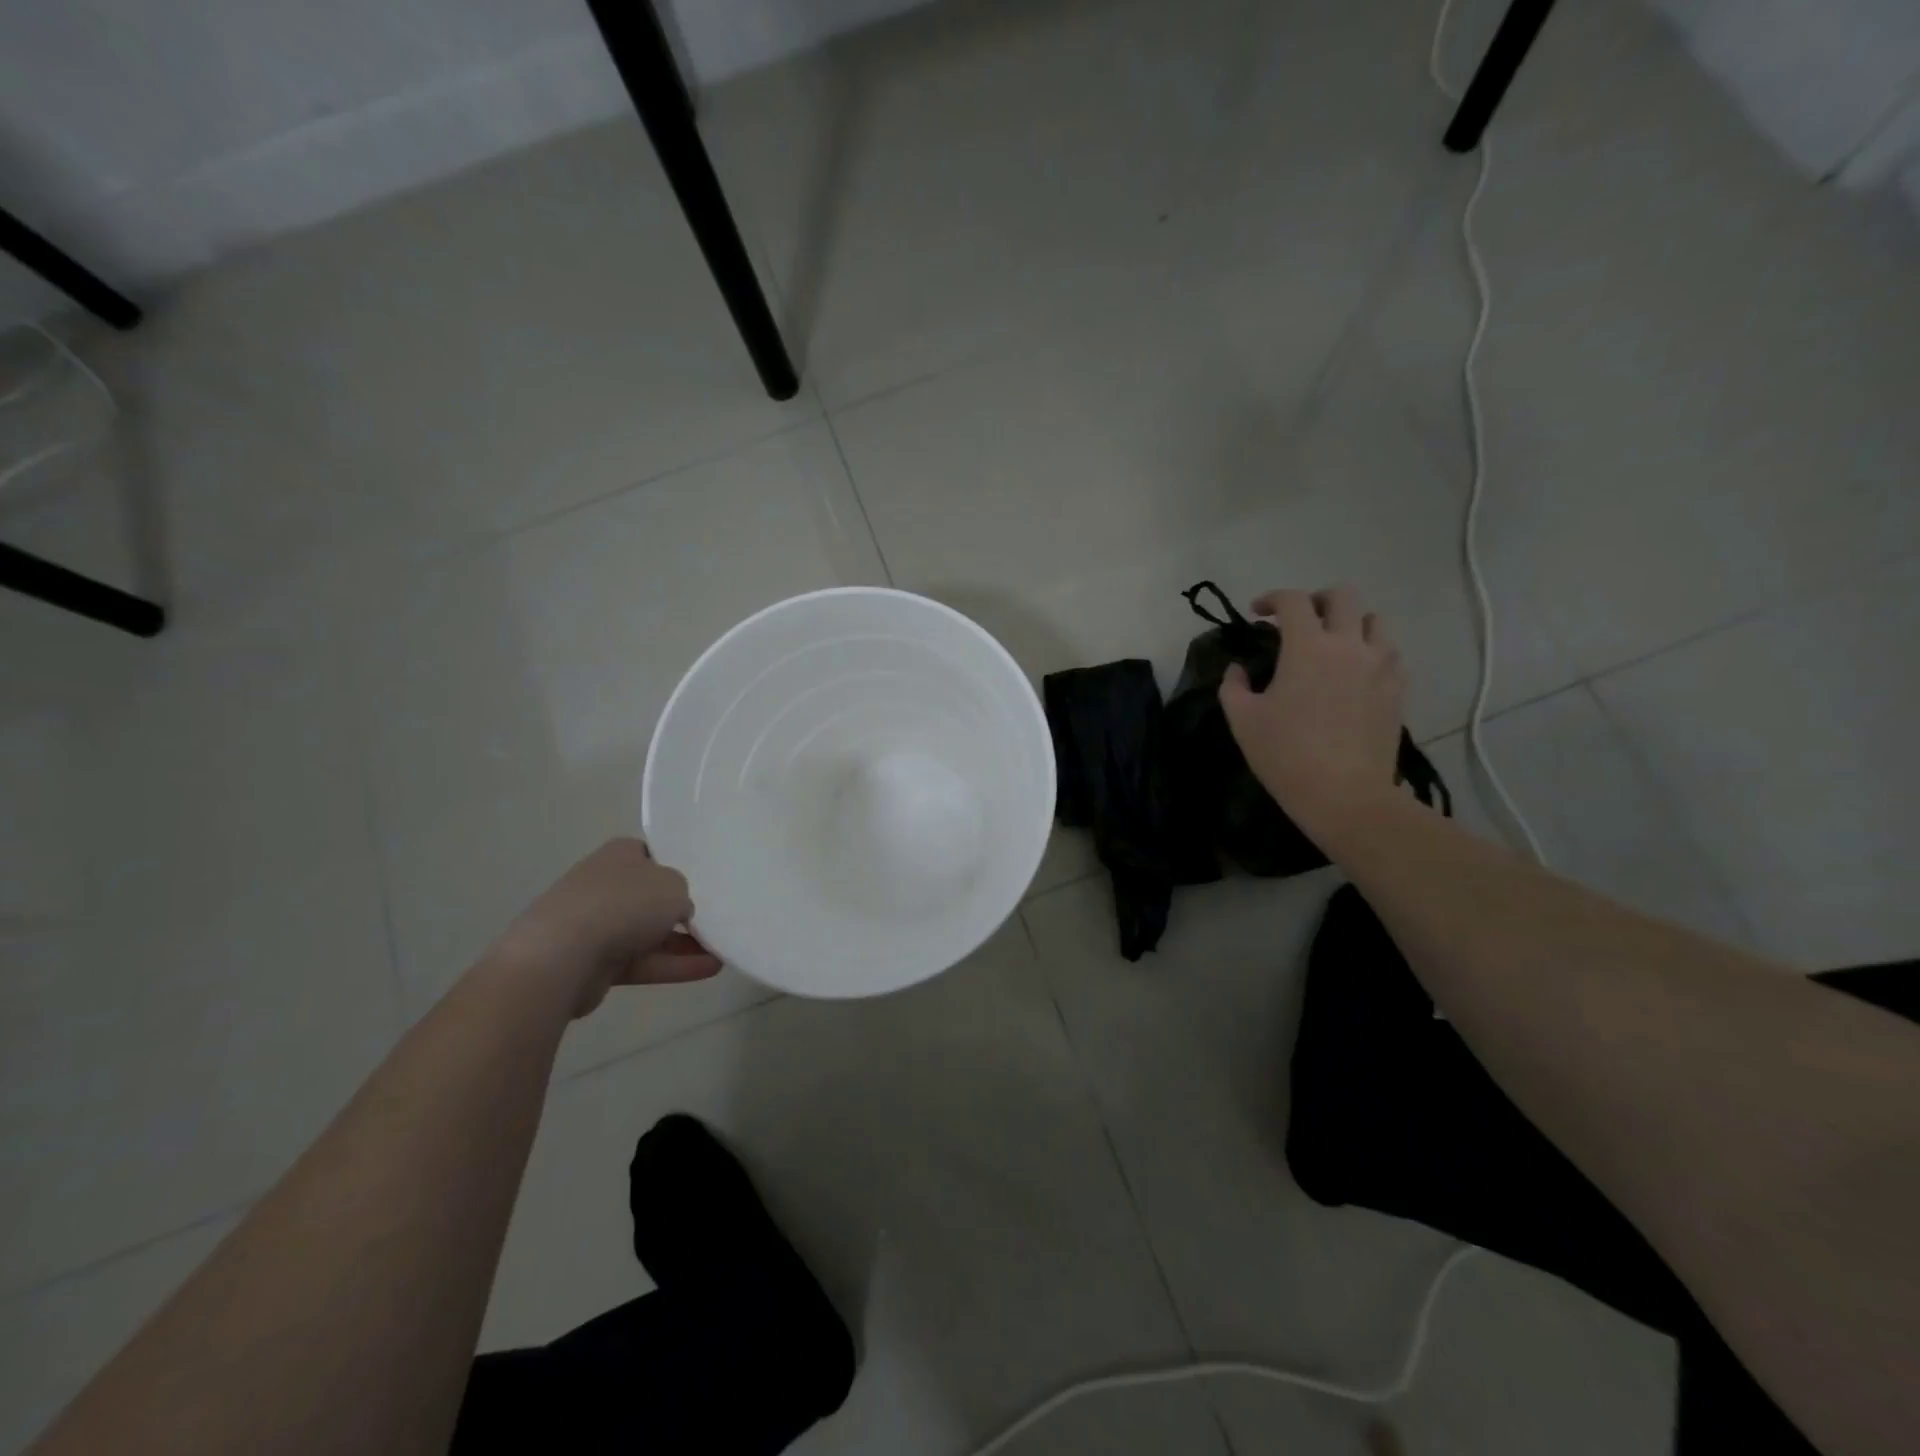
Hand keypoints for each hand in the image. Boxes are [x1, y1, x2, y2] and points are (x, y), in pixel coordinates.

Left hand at [493, 838, 721, 1017]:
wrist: (562, 956)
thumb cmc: (623, 904)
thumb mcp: (674, 885)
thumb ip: (683, 894)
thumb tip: (678, 911)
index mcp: (620, 855)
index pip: (652, 854)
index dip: (678, 865)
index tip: (705, 880)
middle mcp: (606, 885)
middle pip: (651, 896)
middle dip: (682, 909)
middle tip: (717, 916)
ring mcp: (598, 925)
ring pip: (650, 932)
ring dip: (685, 942)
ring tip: (722, 949)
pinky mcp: (596, 963)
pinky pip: (644, 961)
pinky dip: (674, 965)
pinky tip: (709, 969)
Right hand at [1219, 586, 1407, 843]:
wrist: (1344, 794)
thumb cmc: (1285, 754)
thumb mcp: (1242, 720)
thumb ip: (1233, 686)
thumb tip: (1238, 669)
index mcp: (1307, 647)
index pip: (1293, 601)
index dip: (1272, 598)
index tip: (1257, 612)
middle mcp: (1348, 645)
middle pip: (1343, 596)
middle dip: (1317, 600)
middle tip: (1299, 620)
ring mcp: (1380, 666)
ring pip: (1374, 621)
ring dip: (1350, 623)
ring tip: (1332, 644)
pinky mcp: (1397, 689)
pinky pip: (1389, 653)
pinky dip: (1370, 651)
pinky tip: (1355, 673)